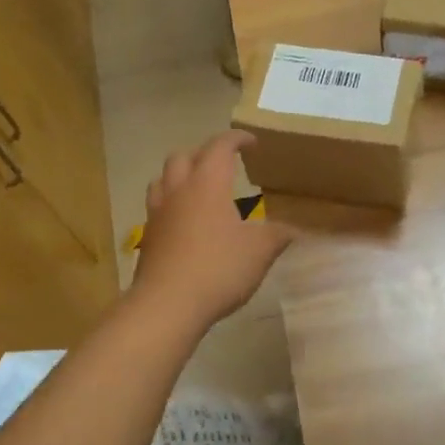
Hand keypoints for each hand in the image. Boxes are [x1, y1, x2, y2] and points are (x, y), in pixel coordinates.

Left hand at [131, 132, 293, 329]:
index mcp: (208, 184)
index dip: (236, 139)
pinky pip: (158, 207)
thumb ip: (278, 235)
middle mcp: (178, 191)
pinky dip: (172, 203)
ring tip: (198, 187)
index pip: (220, 147)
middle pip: (183, 156)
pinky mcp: (148, 237)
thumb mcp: (260, 251)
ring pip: (163, 179)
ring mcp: (158, 214)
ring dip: (181, 175)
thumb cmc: (218, 269)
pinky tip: (186, 222)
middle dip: (204, 153)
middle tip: (223, 164)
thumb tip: (295, 228)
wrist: (167, 305)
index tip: (251, 142)